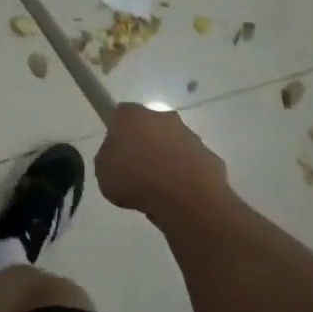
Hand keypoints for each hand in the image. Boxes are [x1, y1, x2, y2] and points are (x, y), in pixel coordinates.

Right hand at [95, 103, 228, 219]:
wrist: (185, 198)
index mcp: (133, 116)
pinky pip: (191, 164)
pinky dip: (185, 176)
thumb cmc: (136, 179)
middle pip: (150, 125)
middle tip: (135, 169)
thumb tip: (119, 157)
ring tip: (157, 188)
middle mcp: (163, 118)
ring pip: (173, 144)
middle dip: (144, 142)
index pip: (122, 113)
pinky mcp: (209, 156)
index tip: (116, 150)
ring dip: (166, 159)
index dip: (118, 130)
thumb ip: (109, 158)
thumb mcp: (103, 172)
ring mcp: (190, 136)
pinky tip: (178, 195)